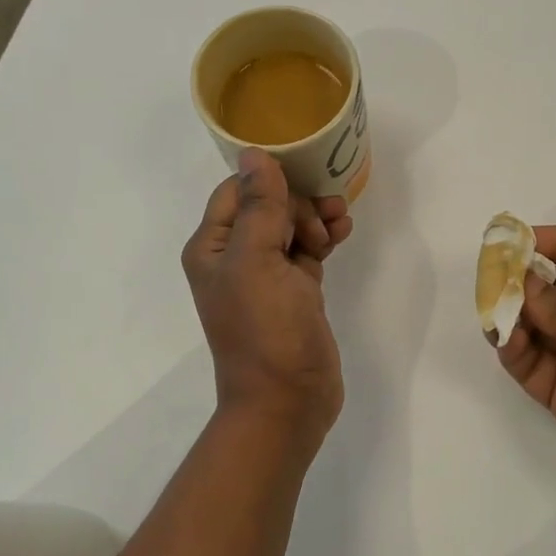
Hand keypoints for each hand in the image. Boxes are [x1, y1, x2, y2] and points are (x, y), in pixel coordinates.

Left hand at [182, 149, 353, 437]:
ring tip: (339, 225)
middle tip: (322, 221)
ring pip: (291, 228)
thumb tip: (255, 154)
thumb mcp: (258, 262)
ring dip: (315, 218)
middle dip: (298, 202)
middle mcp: (234, 257)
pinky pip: (307, 252)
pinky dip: (323, 239)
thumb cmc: (266, 330)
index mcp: (212, 247)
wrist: (287, 400)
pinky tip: (342, 233)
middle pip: (267, 205)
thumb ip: (260, 207)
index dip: (271, 181)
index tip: (305, 181)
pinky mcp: (294, 293)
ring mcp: (266, 276)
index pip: (237, 191)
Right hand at [496, 225, 555, 515]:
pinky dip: (512, 350)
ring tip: (493, 309)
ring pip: (533, 325)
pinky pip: (529, 364)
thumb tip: (523, 285)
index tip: (516, 240)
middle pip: (551, 286)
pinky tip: (505, 339)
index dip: (554, 239)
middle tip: (491, 275)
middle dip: (521, 277)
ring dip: (511, 313)